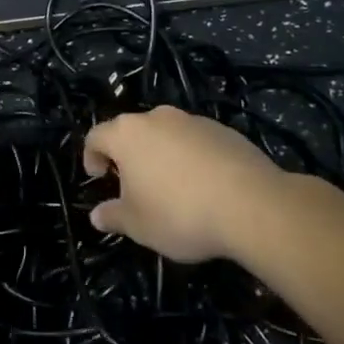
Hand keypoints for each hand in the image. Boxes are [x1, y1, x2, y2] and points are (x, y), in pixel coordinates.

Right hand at [83, 107, 302, 262]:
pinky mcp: (224, 130)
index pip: (96, 136)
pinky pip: (196, 142)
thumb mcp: (138, 225)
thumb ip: (113, 216)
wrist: (252, 205)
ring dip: (161, 155)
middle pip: (132, 132)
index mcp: (127, 134)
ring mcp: (193, 121)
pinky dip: (191, 158)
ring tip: (173, 188)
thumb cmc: (180, 212)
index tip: (99, 179)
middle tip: (134, 186)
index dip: (91, 156)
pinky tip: (205, 187)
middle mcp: (157, 118)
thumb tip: (96, 216)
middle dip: (128, 156)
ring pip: (166, 135)